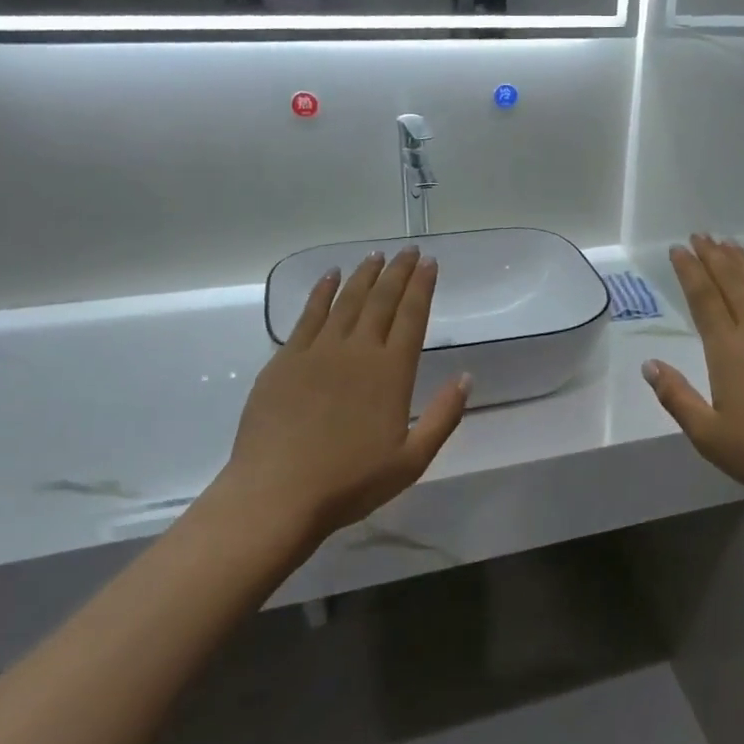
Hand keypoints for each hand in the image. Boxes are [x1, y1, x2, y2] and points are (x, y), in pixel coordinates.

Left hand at [213, 249, 469, 544]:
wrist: (276, 494)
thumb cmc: (350, 482)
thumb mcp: (412, 460)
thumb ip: (443, 417)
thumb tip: (467, 378)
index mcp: (391, 372)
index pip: (412, 317)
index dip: (422, 287)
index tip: (430, 263)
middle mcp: (357, 351)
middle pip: (381, 301)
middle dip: (398, 272)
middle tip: (408, 250)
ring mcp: (317, 352)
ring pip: (346, 301)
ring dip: (364, 275)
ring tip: (376, 256)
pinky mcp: (284, 360)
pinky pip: (308, 315)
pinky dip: (321, 292)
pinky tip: (329, 277)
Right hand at [643, 236, 743, 515]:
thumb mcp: (709, 436)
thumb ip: (677, 397)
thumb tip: (649, 365)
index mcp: (728, 350)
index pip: (704, 299)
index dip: (690, 271)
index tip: (679, 249)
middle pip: (733, 283)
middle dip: (714, 257)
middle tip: (701, 236)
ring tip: (730, 245)